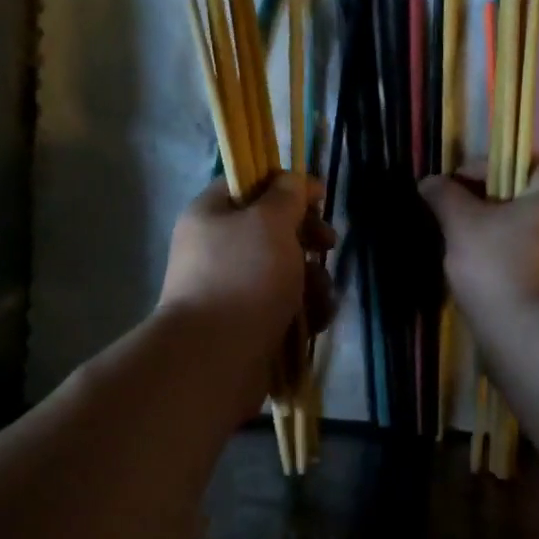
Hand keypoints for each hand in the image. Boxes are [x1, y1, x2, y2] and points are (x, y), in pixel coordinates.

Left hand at [157, 174, 333, 351]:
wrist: (216, 357)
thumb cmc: (243, 277)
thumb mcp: (269, 222)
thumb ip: (286, 195)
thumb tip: (292, 182)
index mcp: (210, 216)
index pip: (249, 185)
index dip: (286, 186)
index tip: (320, 197)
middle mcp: (217, 250)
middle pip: (272, 231)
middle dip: (307, 239)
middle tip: (327, 245)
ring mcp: (232, 290)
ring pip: (286, 272)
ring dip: (312, 282)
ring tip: (318, 298)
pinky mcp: (249, 325)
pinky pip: (285, 308)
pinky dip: (304, 312)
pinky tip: (314, 322)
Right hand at [419, 167, 538, 332]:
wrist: (534, 339)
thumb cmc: (499, 268)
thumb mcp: (462, 225)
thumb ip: (445, 196)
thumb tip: (429, 180)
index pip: (514, 165)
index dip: (474, 173)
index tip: (444, 192)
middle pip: (523, 199)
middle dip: (486, 207)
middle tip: (452, 222)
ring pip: (529, 232)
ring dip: (498, 236)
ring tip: (464, 250)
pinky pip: (537, 260)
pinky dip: (512, 261)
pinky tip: (486, 275)